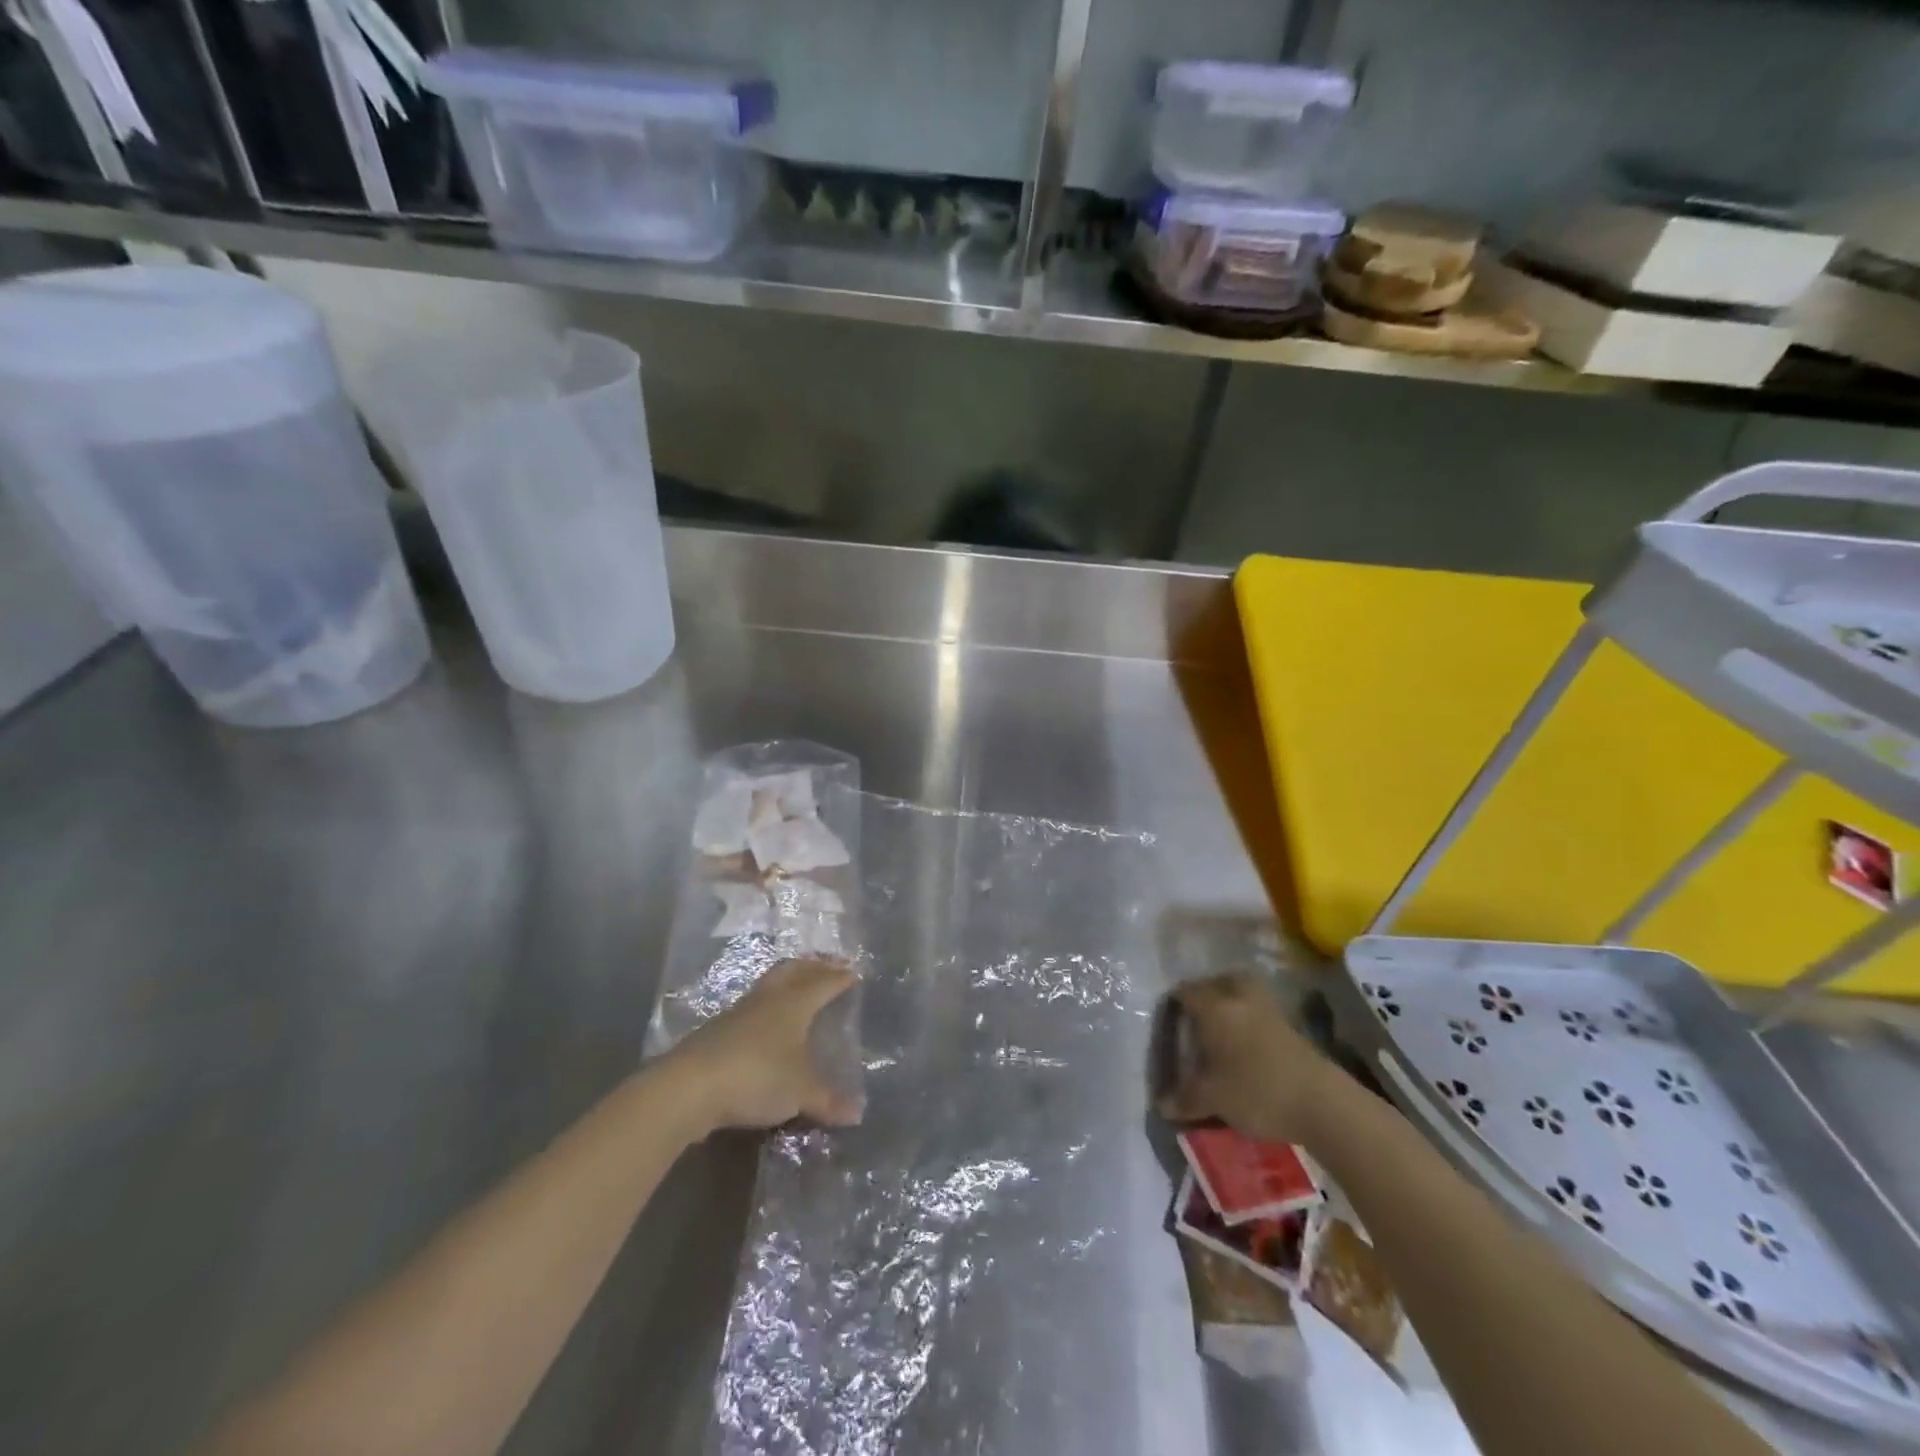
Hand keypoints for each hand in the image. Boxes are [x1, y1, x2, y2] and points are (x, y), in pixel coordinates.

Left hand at [670, 958, 861, 1131]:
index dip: (839, 978)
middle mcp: (769, 998)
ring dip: (788, 978)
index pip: (823, 983)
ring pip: (770, 983)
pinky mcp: (717, 1029)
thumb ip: (828, 1100)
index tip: (853, 971)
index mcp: (794, 1003)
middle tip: (829, 963)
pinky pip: (752, 1005)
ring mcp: (740, 1011)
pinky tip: (766, 1018)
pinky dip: (767, 1003)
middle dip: (814, 965)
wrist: (689, 1086)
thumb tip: (857, 1113)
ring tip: (799, 981)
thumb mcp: (800, 1092)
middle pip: (794, 971)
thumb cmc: (757, 1076)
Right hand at [1155, 972, 1333, 1143]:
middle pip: (1220, 981)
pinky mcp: (1292, 1027)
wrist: (1322, 1103)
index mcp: (1215, 1008)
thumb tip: (1163, 1106)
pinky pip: (1261, 1010)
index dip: (1174, 1003)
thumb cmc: (1257, 1092)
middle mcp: (1240, 999)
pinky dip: (1250, 1018)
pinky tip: (1246, 1043)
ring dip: (1232, 1002)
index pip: (1186, 992)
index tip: (1167, 1020)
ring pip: (1244, 992)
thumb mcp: (1214, 1098)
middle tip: (1197, 1015)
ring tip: (1222, 1027)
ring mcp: (1270, 1010)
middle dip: (1207, 992)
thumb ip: (1186, 1098)